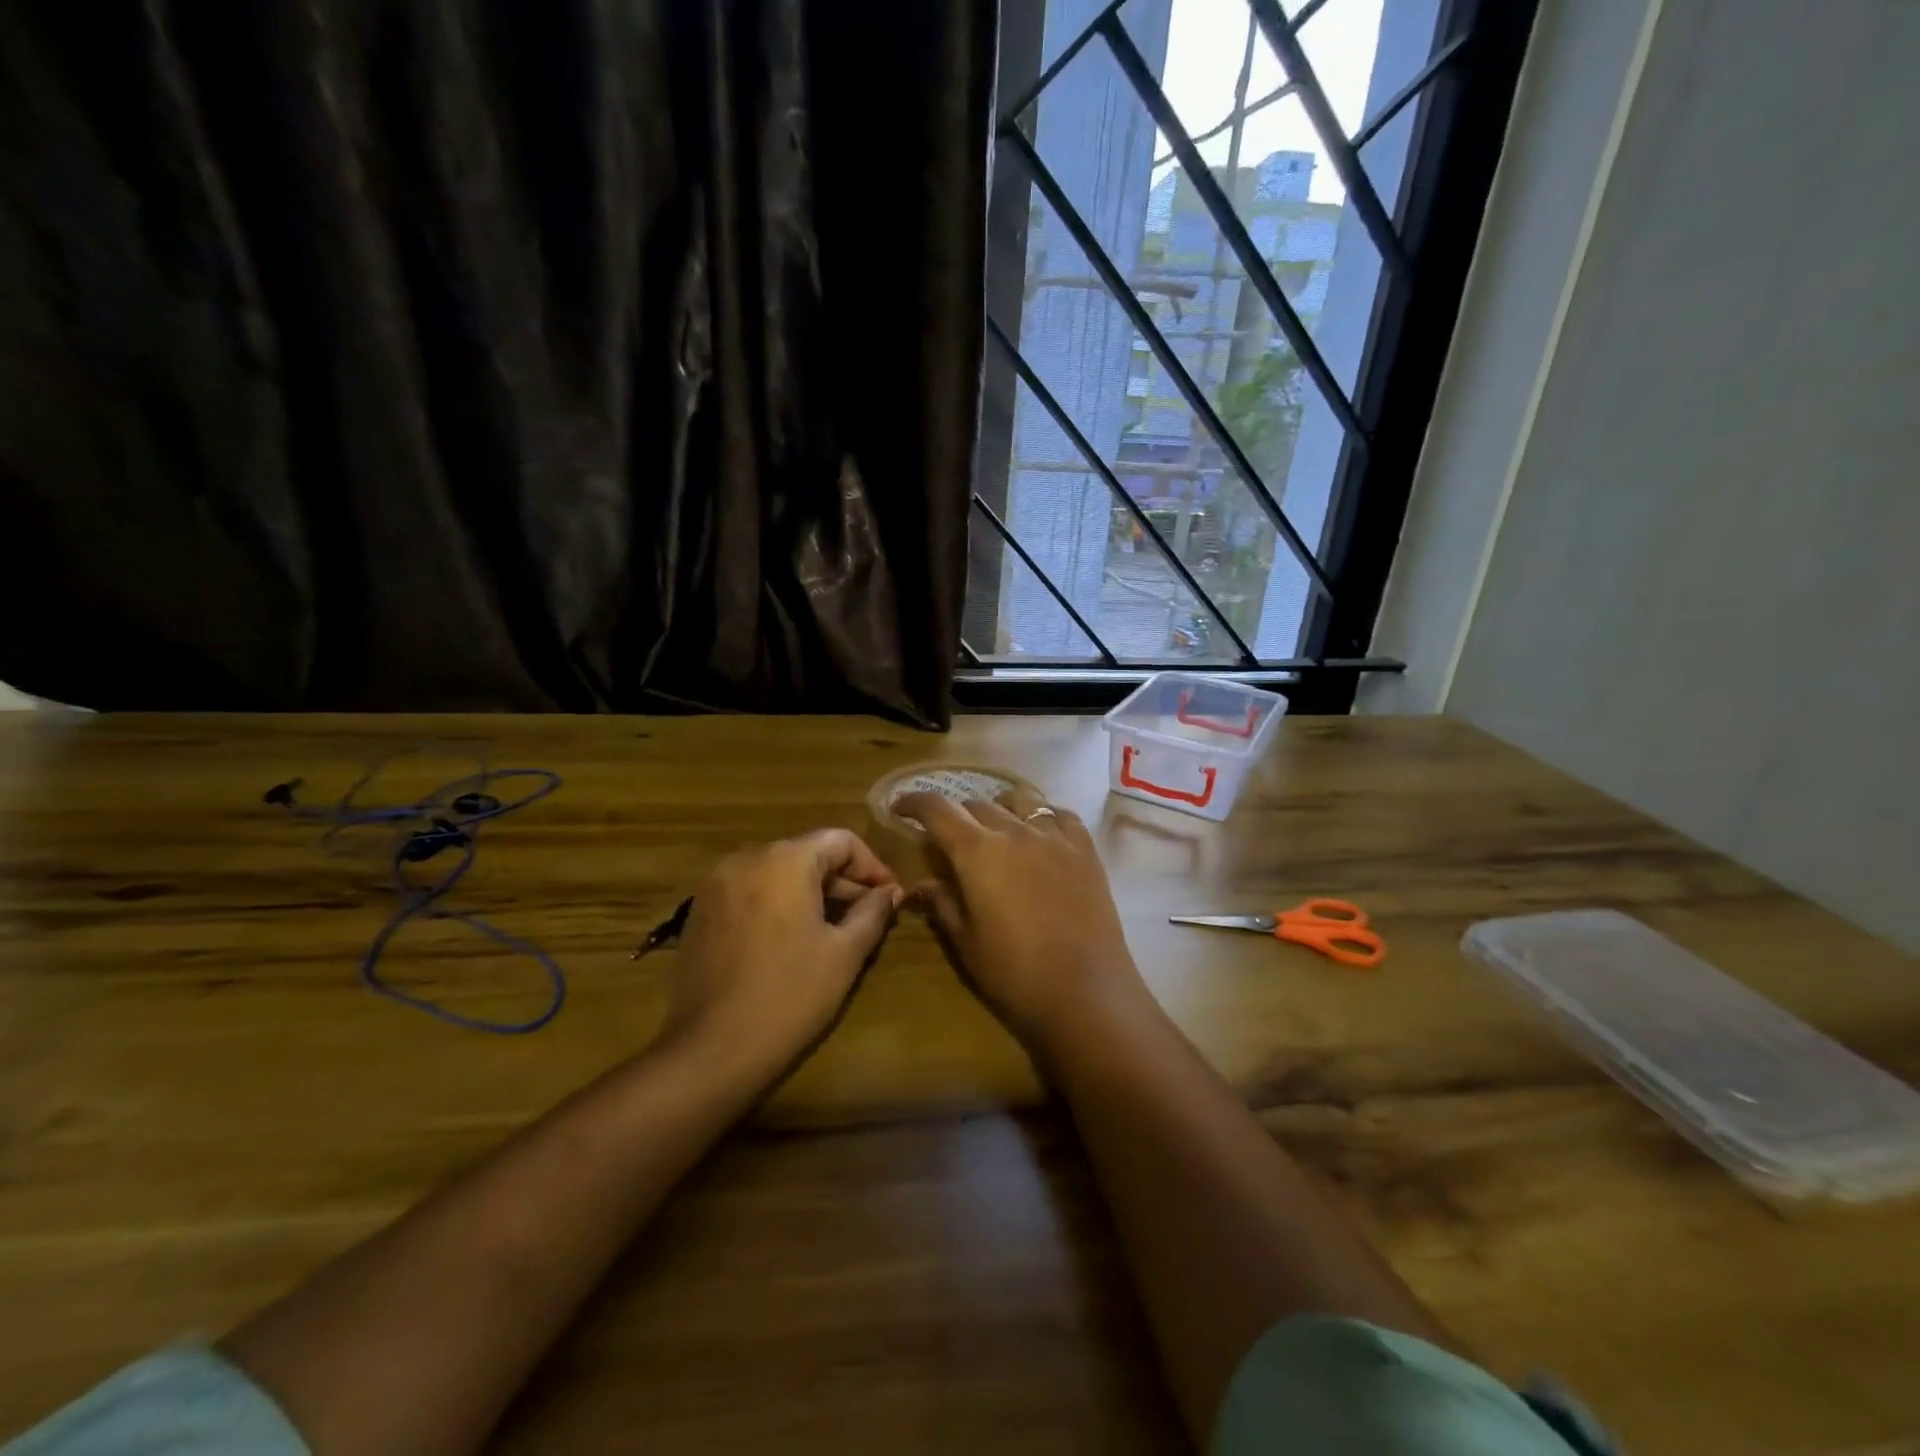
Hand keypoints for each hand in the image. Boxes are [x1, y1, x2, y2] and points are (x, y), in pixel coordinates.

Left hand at [664, 830, 902, 1074]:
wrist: (712, 1049)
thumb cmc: (790, 995)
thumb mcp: (845, 953)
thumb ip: (873, 912)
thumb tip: (890, 892)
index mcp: (786, 859)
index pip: (842, 841)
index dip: (873, 866)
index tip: (890, 898)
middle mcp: (747, 857)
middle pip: (808, 853)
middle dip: (843, 881)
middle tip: (869, 916)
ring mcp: (717, 884)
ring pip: (779, 872)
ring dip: (812, 892)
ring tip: (835, 930)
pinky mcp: (700, 911)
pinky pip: (751, 891)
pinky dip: (778, 904)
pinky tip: (792, 940)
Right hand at [896, 788, 1144, 1047]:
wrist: (1086, 992)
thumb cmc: (1015, 973)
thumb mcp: (966, 942)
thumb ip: (942, 904)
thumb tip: (919, 885)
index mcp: (977, 852)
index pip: (937, 809)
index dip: (913, 802)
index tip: (899, 808)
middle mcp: (1014, 832)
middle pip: (976, 804)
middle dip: (955, 815)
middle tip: (949, 838)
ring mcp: (1054, 837)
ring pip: (1020, 801)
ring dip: (998, 808)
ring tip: (996, 829)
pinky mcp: (1085, 850)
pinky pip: (1060, 815)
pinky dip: (1042, 817)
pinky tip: (1041, 835)